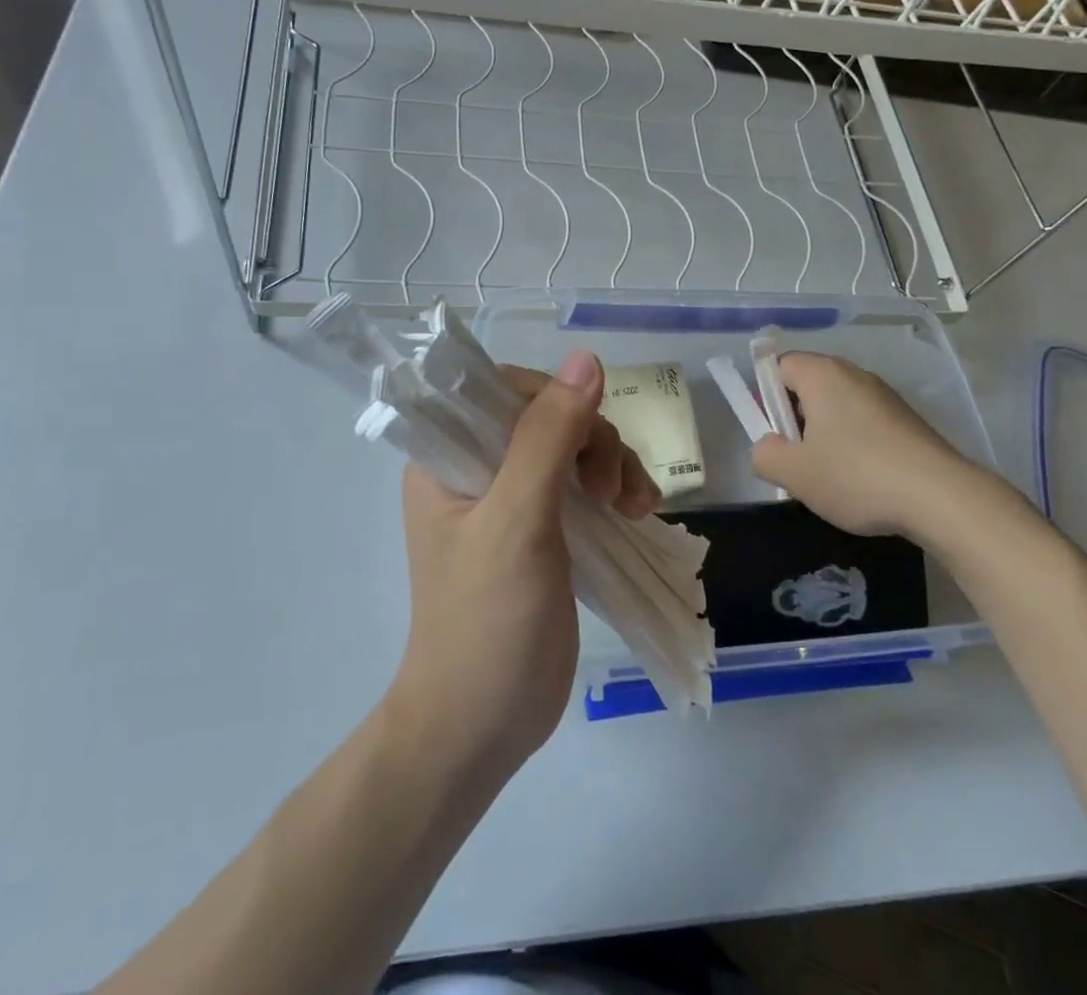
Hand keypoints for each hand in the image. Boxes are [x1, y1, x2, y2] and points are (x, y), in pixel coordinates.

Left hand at [386, 350, 656, 784]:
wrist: (482, 726)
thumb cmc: (486, 620)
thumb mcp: (517, 520)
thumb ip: (548, 437)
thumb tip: (588, 359)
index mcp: (447, 457)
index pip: (502, 390)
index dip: (552, 399)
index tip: (586, 436)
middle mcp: (476, 470)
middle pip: (547, 417)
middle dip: (592, 441)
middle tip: (612, 491)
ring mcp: (513, 502)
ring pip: (574, 449)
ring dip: (613, 465)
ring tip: (635, 507)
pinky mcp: (544, 532)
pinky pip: (586, 486)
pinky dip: (617, 490)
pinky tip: (640, 513)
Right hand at [750, 352, 1015, 546]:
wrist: (941, 497)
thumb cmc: (856, 476)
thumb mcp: (794, 473)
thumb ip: (765, 454)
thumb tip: (768, 447)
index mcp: (822, 374)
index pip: (778, 365)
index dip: (766, 396)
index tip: (772, 432)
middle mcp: (854, 374)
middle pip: (808, 385)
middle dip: (795, 419)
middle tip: (795, 458)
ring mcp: (885, 395)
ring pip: (837, 407)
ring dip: (824, 435)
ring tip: (828, 476)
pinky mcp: (907, 419)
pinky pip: (864, 422)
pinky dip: (854, 444)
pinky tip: (861, 480)